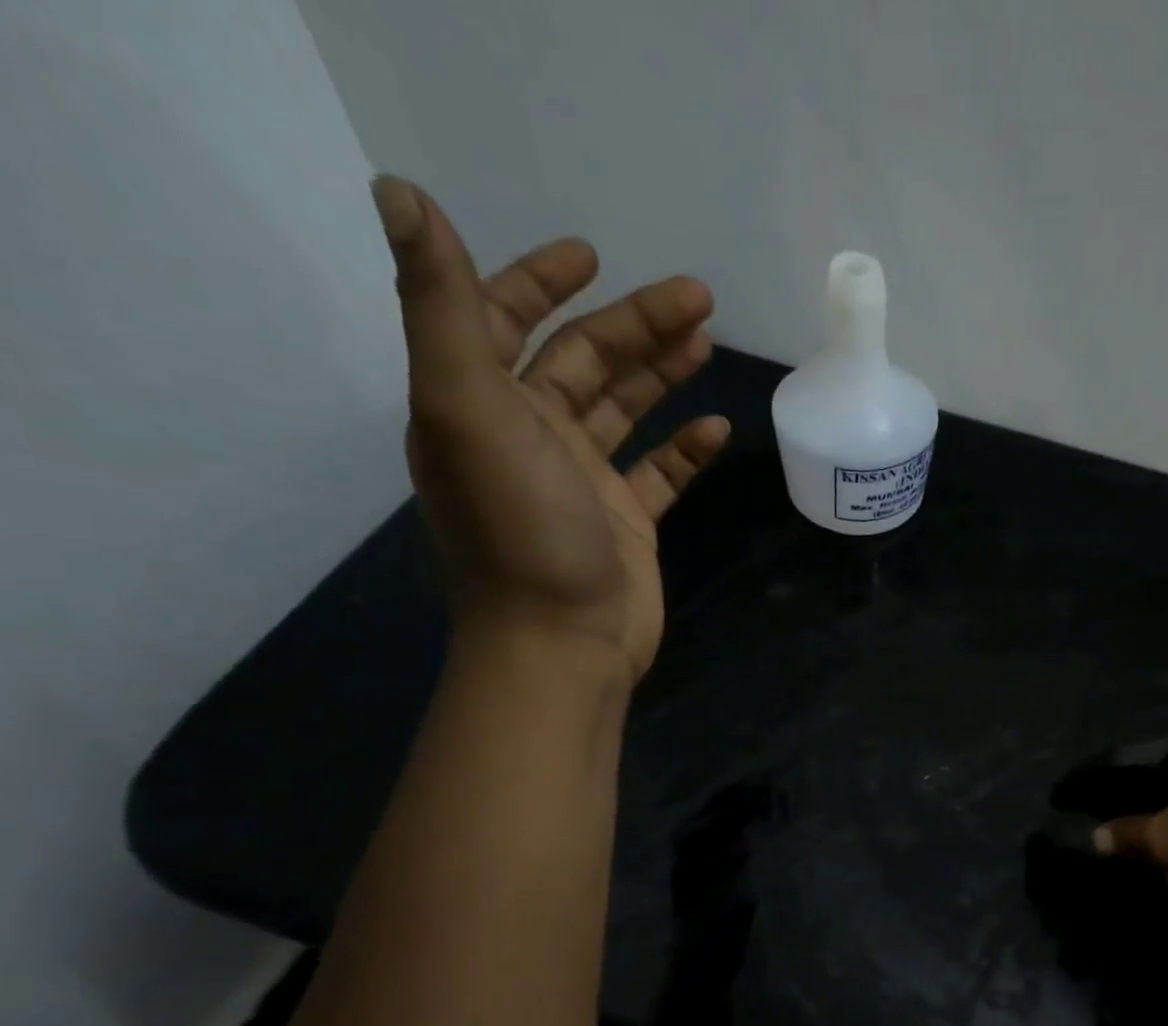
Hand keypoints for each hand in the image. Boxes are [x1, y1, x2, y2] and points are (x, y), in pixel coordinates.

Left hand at [371, 175, 729, 684]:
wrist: (563, 642)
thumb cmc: (522, 531)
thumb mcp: (469, 411)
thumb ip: (443, 308)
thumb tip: (400, 192)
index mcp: (482, 404)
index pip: (505, 320)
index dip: (540, 280)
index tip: (592, 257)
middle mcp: (529, 435)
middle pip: (584, 361)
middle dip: (635, 324)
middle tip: (698, 299)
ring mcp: (583, 482)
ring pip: (625, 410)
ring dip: (662, 374)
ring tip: (707, 343)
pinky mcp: (627, 522)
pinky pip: (659, 472)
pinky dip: (685, 448)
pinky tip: (718, 428)